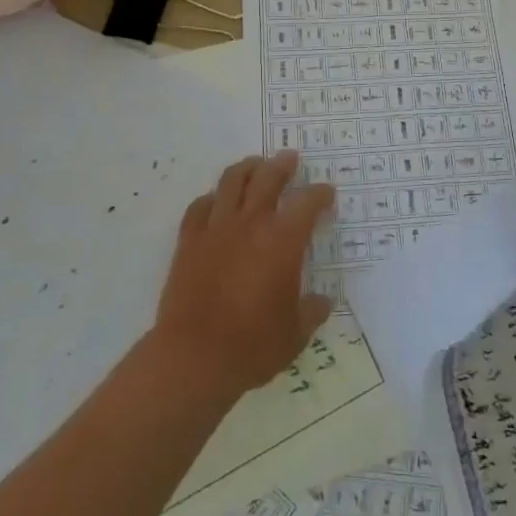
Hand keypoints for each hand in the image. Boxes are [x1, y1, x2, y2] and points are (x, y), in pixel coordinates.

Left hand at [153, 151, 335, 397]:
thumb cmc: (253, 345)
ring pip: (231, 182)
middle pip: (268, 178)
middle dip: (282, 165)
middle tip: (289, 158)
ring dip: (247, 169)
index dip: (320, 194)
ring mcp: (216, 229)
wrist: (194, 357)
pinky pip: (199, 207)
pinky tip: (215, 201)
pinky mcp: (189, 241)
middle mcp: (251, 224)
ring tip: (254, 165)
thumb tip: (323, 300)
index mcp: (283, 241)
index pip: (307, 204)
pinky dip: (211, 199)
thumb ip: (312, 312)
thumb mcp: (295, 334)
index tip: (327, 193)